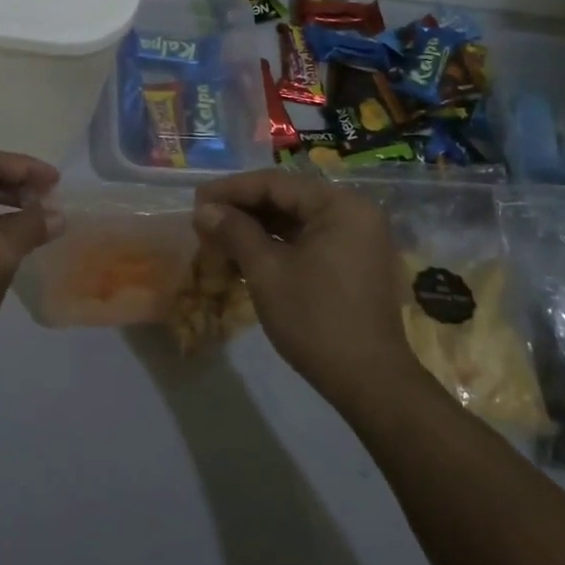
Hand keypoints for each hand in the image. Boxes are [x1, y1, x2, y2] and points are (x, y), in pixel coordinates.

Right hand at [193, 170, 419, 409]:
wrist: (369, 381)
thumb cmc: (315, 318)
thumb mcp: (266, 271)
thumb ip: (234, 231)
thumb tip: (203, 209)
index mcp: (339, 205)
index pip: (275, 183)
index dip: (230, 190)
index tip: (195, 201)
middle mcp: (353, 212)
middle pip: (286, 199)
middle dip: (241, 210)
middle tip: (202, 221)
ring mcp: (356, 239)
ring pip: (294, 221)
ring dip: (255, 228)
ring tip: (217, 238)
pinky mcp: (352, 263)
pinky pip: (307, 240)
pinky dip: (275, 245)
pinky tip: (245, 256)